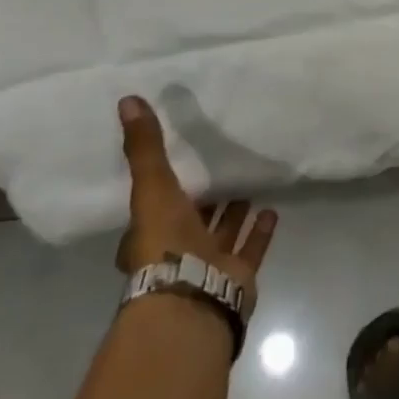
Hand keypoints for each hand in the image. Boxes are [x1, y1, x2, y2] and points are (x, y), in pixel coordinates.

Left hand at [115, 96, 277, 309]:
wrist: (192, 298)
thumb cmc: (165, 244)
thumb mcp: (152, 188)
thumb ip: (145, 148)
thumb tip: (127, 100)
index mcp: (150, 235)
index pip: (157, 207)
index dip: (167, 187)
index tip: (182, 162)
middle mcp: (177, 251)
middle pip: (192, 219)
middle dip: (206, 197)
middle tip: (222, 168)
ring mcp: (209, 265)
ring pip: (222, 233)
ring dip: (234, 212)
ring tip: (251, 184)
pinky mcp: (237, 275)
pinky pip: (250, 248)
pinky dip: (260, 231)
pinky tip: (272, 211)